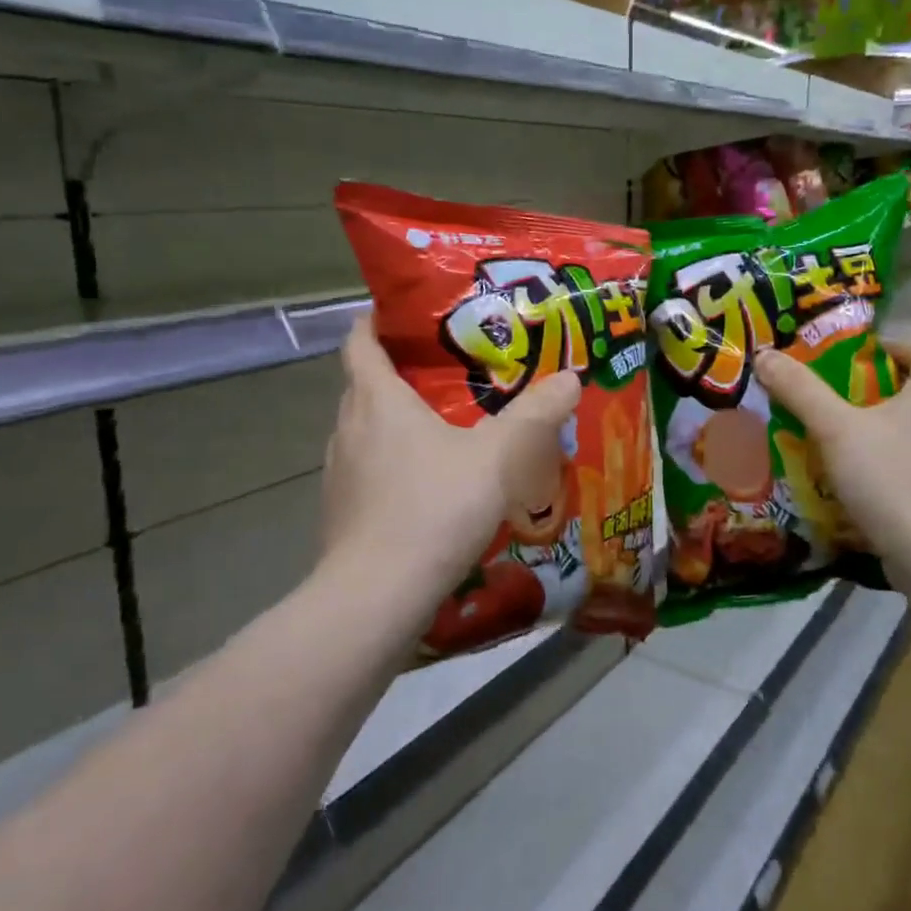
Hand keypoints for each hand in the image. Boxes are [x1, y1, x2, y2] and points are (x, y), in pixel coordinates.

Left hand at [321, 317, 580, 594]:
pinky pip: (367, 470)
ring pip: (365, 430)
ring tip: (443, 427)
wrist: (378, 595)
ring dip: (396, 422)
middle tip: (449, 370)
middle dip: (400, 371)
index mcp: (378, 400)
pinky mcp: (340, 511)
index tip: (405, 315)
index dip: (376, 321)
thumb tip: (571, 377)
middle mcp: (349, 428)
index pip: (359, 341)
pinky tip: (429, 485)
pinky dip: (392, 464)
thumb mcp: (498, 456)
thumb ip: (536, 414)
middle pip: (365, 384)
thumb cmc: (435, 507)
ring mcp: (339, 472)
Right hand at [753, 342, 910, 555]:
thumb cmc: (893, 479)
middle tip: (841, 406)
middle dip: (884, 396)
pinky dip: (903, 474)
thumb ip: (801, 391)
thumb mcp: (835, 430)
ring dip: (893, 437)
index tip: (857, 360)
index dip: (893, 349)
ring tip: (850, 451)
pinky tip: (872, 493)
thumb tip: (766, 355)